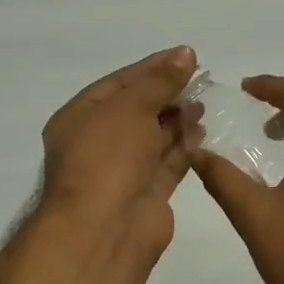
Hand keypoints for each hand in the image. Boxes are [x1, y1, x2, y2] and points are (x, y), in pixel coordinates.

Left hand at [41, 47, 204, 258]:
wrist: (105, 229)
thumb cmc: (107, 157)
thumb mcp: (131, 107)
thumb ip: (160, 80)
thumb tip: (185, 53)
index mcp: (79, 118)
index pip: (118, 84)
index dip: (151, 68)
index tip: (185, 56)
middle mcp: (98, 143)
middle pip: (137, 109)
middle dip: (167, 93)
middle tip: (201, 78)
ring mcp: (122, 170)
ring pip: (153, 137)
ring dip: (178, 118)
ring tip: (204, 101)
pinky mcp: (146, 193)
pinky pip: (167, 162)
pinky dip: (184, 146)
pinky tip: (202, 129)